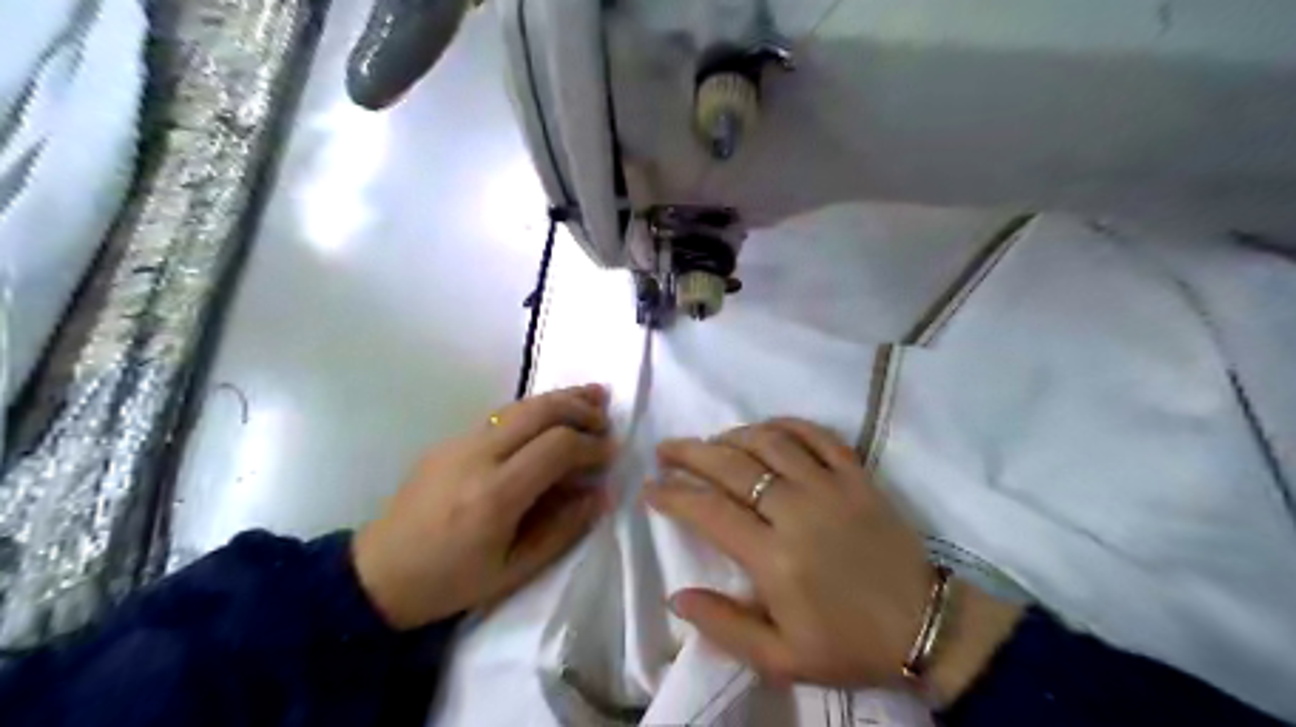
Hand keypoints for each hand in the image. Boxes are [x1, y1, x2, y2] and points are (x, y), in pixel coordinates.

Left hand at [352, 385, 612, 628]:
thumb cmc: (450, 582)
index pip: (557, 446)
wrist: (377, 574)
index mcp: (495, 496)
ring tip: (592, 397)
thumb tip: (603, 492)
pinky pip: (502, 414)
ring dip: (560, 398)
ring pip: (520, 404)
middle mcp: (477, 456)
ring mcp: (459, 442)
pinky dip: (536, 409)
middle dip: (580, 408)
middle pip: (540, 411)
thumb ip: (564, 528)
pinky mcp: (449, 439)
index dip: (592, 445)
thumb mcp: (514, 571)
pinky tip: (552, 417)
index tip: (611, 453)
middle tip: (607, 417)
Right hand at [642, 417, 1016, 699]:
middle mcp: (797, 511)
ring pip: (770, 442)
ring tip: (711, 441)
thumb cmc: (848, 643)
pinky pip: (818, 435)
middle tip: (666, 450)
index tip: (650, 488)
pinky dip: (786, 424)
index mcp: (774, 558)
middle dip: (690, 453)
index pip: (708, 512)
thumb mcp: (781, 659)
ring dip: (732, 435)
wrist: (923, 626)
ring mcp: (830, 486)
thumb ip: (724, 626)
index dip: (673, 495)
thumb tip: (675, 597)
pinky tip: (766, 427)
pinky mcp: (857, 475)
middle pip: (732, 466)